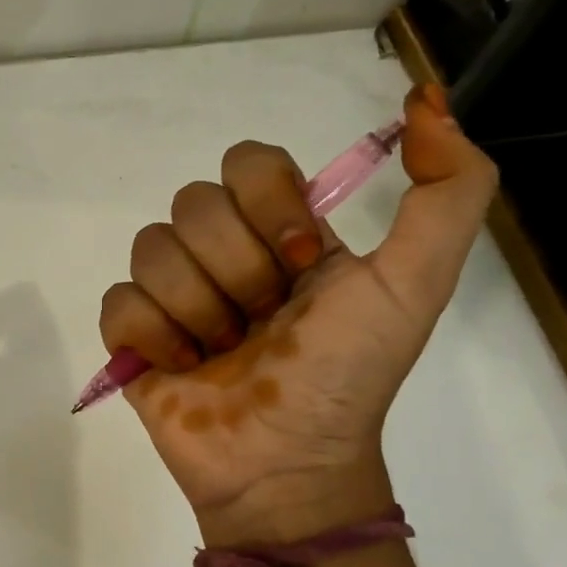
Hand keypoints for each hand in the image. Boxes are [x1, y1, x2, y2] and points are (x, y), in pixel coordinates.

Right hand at [98, 84, 496, 544]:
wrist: (287, 465)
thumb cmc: (347, 376)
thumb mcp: (415, 284)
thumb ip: (449, 192)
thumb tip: (426, 100)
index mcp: (282, 230)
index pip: (248, 162)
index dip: (268, 207)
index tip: (300, 264)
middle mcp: (223, 251)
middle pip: (193, 204)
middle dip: (235, 272)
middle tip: (262, 324)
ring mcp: (172, 292)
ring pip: (151, 249)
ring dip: (197, 310)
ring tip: (222, 354)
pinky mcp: (132, 333)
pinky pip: (118, 300)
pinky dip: (153, 337)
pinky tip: (182, 367)